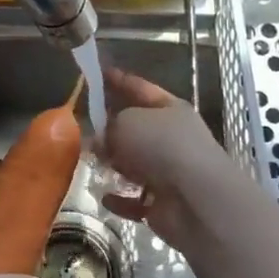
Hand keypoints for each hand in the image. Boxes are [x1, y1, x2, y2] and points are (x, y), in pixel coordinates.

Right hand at [98, 68, 234, 250]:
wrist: (196, 199)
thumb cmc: (162, 146)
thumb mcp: (127, 122)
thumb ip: (108, 125)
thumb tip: (101, 139)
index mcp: (170, 109)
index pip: (139, 88)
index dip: (118, 80)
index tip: (96, 74)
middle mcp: (172, 138)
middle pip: (136, 128)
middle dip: (111, 128)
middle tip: (82, 127)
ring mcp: (170, 172)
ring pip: (134, 164)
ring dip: (114, 165)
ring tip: (90, 162)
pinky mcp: (164, 203)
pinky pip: (135, 199)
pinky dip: (120, 199)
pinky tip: (105, 197)